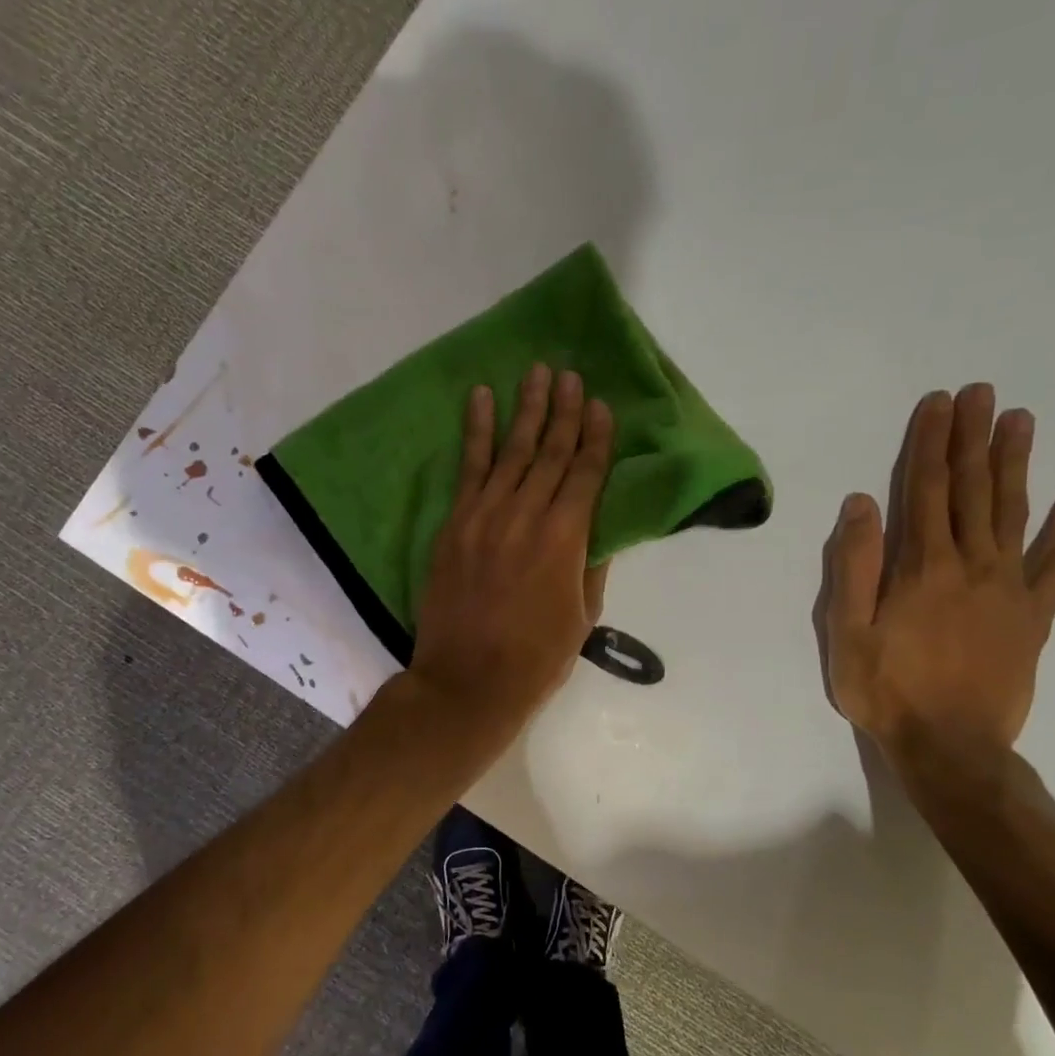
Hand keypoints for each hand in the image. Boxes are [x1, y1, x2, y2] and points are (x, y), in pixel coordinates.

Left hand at [408, 364, 613, 741]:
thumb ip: (590, 565)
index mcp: (566, 540)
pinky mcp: (454, 524)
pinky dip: (476, 432)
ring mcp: (485, 516)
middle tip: (571, 376)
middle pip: (550, 453)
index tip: (600, 405)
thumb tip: (598, 528)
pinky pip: (468, 469)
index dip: (596, 438)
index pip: (586, 475)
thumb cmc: (536, 659)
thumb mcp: (582, 616)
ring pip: (511, 452)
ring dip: (525, 410)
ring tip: (537, 374)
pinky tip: (481, 400)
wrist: (467, 681)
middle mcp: (527, 516)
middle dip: (564, 412)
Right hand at [815, 384, 1054, 760]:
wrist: (951, 748)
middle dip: (973, 438)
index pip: (927, 491)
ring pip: (1013, 513)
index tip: (938, 403)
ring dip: (1015, 465)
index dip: (930, 444)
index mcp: (921, 568)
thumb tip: (863, 504)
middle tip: (981, 392)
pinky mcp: (1034, 616)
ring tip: (1020, 421)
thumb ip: (855, 567)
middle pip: (973, 490)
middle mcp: (970, 565)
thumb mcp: (847, 633)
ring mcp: (1009, 589)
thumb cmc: (886, 691)